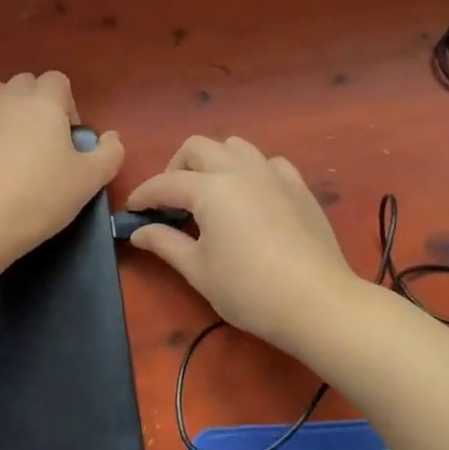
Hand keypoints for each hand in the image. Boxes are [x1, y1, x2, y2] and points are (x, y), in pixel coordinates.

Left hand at [0, 72, 123, 268]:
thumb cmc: (43, 196)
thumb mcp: (91, 179)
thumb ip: (110, 152)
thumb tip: (111, 137)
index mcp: (44, 102)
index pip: (57, 80)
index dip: (67, 103)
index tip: (69, 137)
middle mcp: (9, 99)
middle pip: (25, 83)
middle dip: (37, 102)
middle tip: (44, 140)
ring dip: (9, 111)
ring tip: (15, 145)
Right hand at [125, 135, 360, 351]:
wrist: (317, 303)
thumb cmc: (249, 290)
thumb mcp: (198, 270)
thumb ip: (165, 244)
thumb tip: (139, 232)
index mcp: (210, 189)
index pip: (165, 183)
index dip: (143, 195)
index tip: (131, 211)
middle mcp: (240, 170)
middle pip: (198, 148)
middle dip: (176, 167)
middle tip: (170, 201)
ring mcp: (273, 175)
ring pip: (235, 147)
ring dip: (214, 162)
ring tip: (209, 192)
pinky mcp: (299, 187)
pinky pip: (269, 163)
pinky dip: (252, 171)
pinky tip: (251, 196)